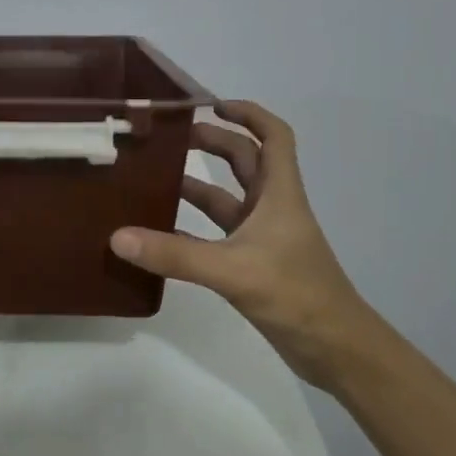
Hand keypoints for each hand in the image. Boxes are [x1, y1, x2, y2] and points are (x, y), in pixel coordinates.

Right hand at [110, 100, 375, 392]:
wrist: (337, 350)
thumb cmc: (297, 295)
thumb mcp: (233, 271)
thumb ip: (175, 254)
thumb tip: (118, 237)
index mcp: (280, 194)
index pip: (274, 136)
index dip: (248, 113)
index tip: (212, 105)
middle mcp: (272, 207)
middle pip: (245, 161)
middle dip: (214, 142)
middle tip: (171, 137)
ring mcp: (264, 237)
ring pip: (228, 197)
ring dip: (198, 183)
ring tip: (155, 176)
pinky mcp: (255, 263)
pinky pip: (218, 233)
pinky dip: (192, 226)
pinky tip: (160, 231)